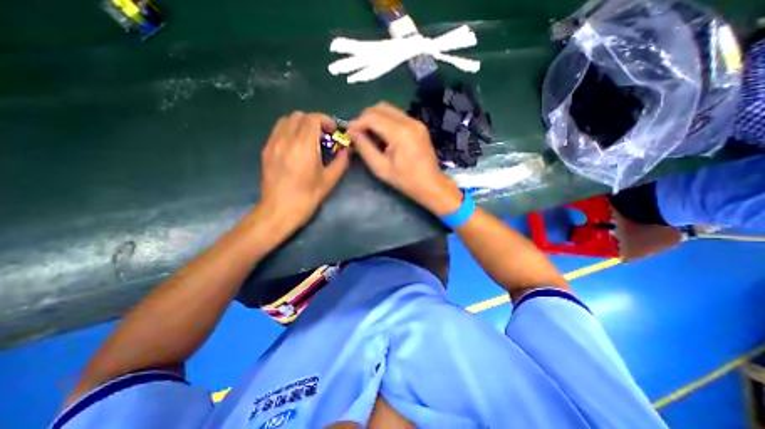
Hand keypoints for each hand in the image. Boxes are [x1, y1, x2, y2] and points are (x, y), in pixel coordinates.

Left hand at [258, 111, 349, 230]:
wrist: (278, 211)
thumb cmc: (307, 197)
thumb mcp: (329, 181)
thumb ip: (341, 162)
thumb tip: (347, 150)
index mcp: (304, 146)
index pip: (313, 119)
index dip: (326, 120)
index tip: (333, 131)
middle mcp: (286, 139)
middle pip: (299, 115)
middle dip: (314, 121)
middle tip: (323, 136)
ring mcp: (273, 144)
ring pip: (286, 120)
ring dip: (300, 124)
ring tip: (309, 139)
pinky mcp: (266, 150)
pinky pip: (278, 131)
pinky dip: (289, 131)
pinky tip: (296, 147)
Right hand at [349, 102, 465, 216]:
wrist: (431, 184)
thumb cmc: (405, 180)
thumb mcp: (380, 167)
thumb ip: (364, 147)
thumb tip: (352, 132)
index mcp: (400, 133)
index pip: (372, 117)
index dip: (357, 123)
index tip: (348, 133)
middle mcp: (409, 121)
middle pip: (380, 107)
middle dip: (365, 118)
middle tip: (358, 133)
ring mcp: (416, 122)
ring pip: (389, 109)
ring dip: (375, 118)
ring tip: (368, 134)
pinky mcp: (419, 125)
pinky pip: (397, 116)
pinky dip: (386, 121)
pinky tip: (382, 135)